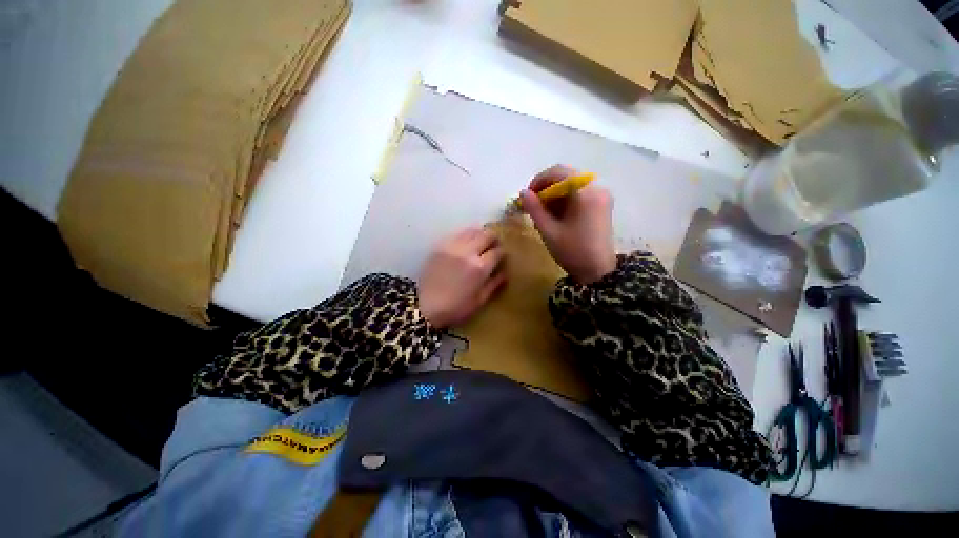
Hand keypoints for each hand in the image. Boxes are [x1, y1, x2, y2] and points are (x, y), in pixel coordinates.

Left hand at [417, 227, 506, 328]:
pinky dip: (465, 236)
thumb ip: (494, 284)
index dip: (502, 252)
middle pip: (486, 234)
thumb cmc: (456, 307)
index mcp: (480, 267)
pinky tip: (465, 244)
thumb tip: (505, 272)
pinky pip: (457, 234)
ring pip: (472, 230)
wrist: (425, 306)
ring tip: (480, 243)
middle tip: (493, 246)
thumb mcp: (480, 300)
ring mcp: (453, 246)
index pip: (497, 251)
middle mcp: (468, 252)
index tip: (501, 256)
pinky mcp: (440, 245)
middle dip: (493, 239)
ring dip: (480, 234)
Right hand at [520, 165, 615, 284]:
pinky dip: (565, 200)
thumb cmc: (572, 252)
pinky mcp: (602, 204)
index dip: (539, 180)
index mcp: (585, 193)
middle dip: (546, 188)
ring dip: (555, 194)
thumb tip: (522, 192)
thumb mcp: (549, 231)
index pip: (559, 172)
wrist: (598, 272)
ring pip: (572, 185)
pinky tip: (557, 214)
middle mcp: (597, 188)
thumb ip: (535, 209)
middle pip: (567, 177)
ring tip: (543, 212)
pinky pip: (580, 194)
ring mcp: (602, 196)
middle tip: (533, 204)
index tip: (527, 196)